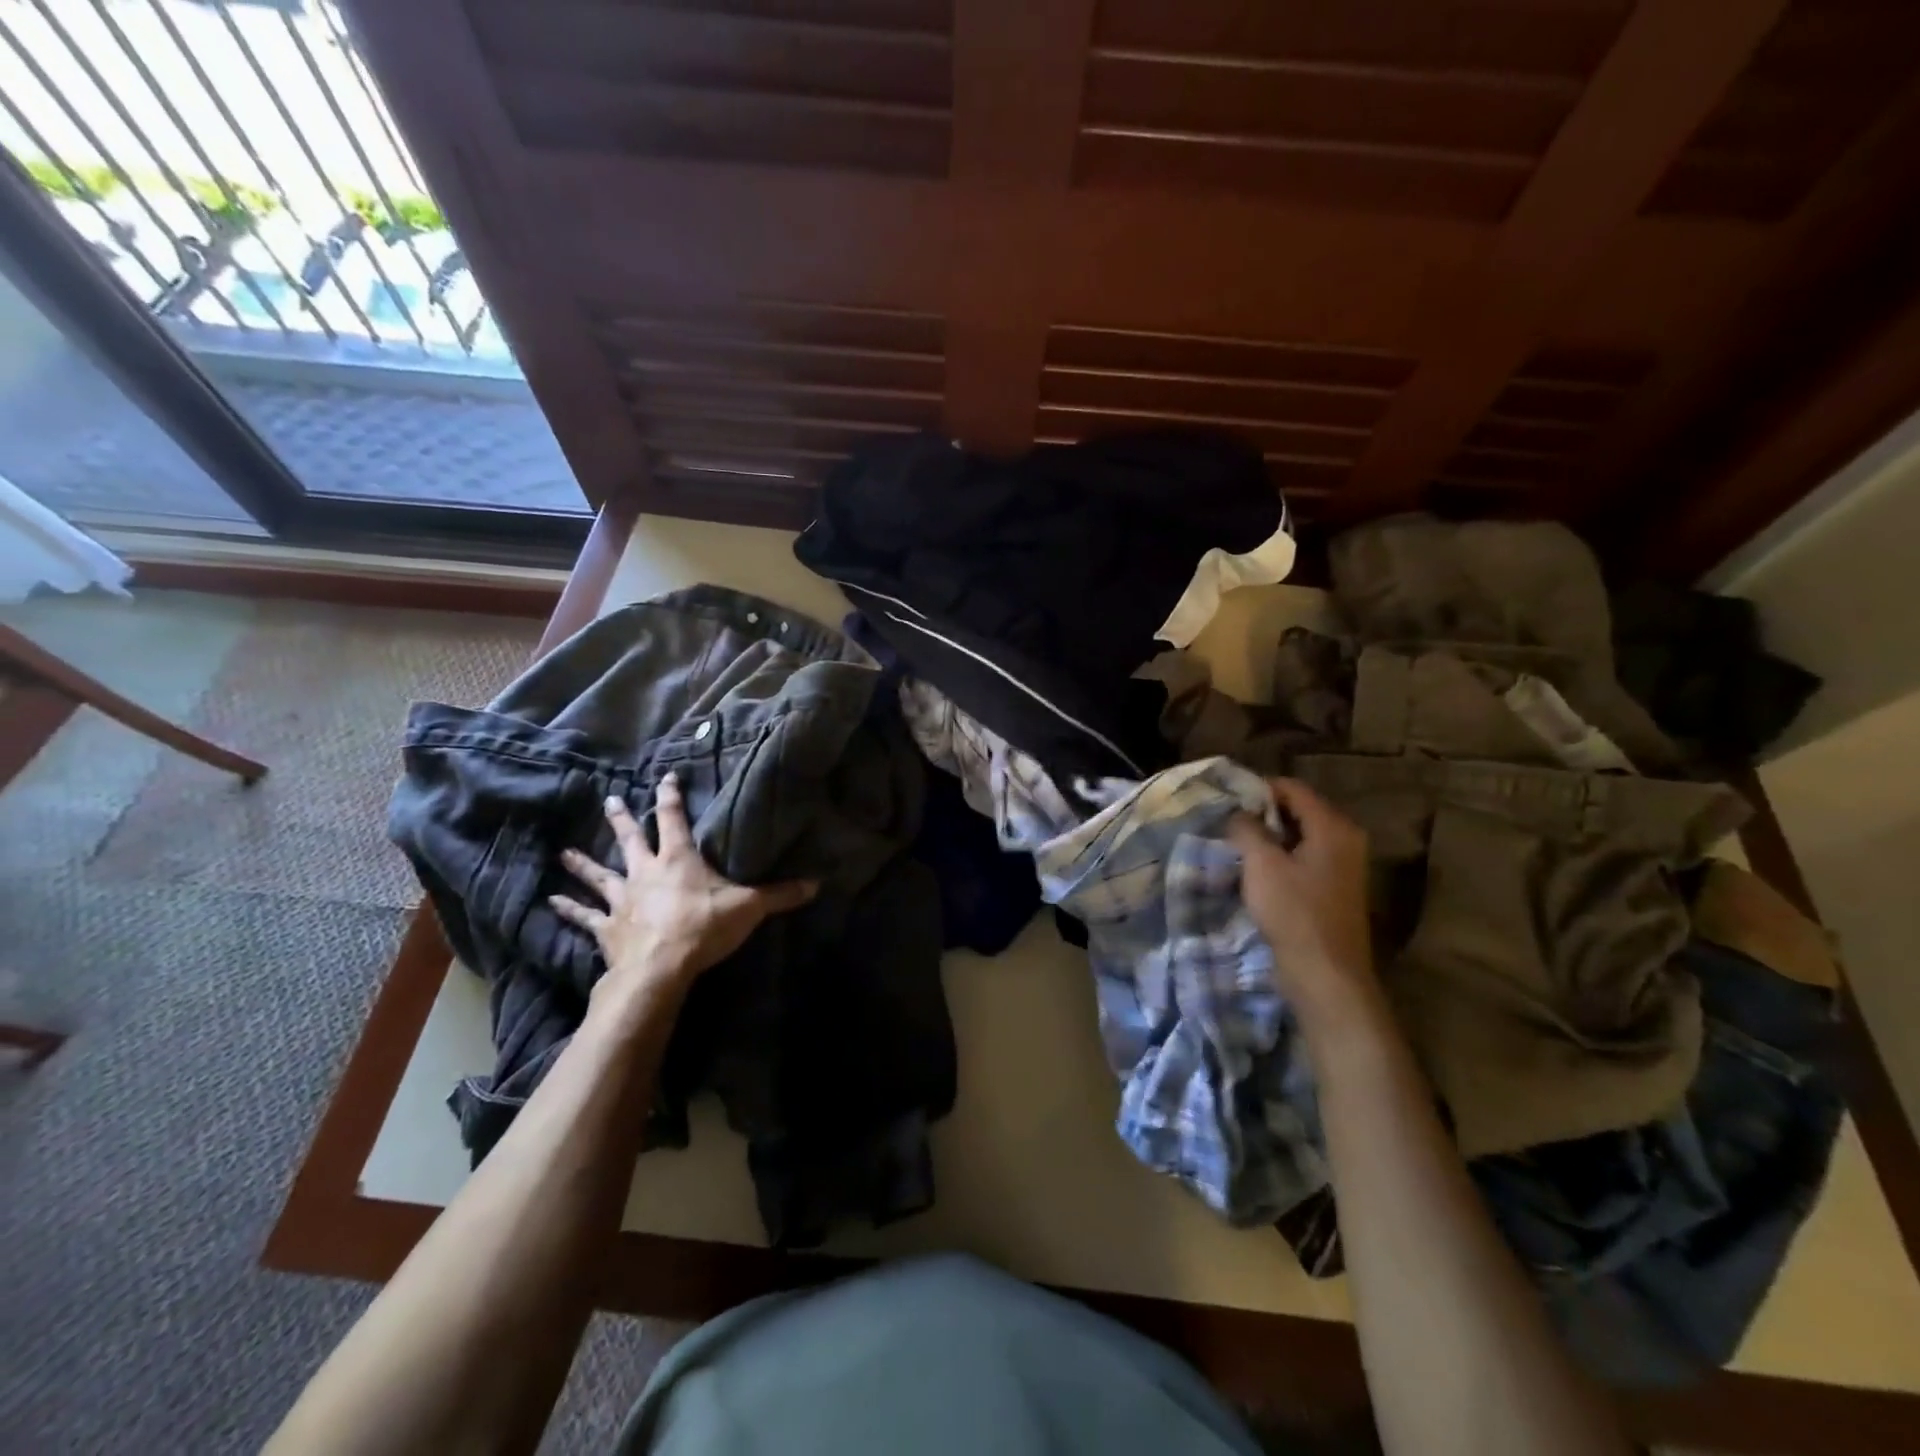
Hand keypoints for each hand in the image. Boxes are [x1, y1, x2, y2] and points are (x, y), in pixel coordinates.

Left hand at [550, 773, 817, 992]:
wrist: (660, 967)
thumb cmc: (704, 926)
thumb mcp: (749, 907)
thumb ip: (780, 894)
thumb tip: (817, 883)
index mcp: (679, 859)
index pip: (675, 819)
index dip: (671, 797)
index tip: (664, 778)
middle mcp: (646, 871)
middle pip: (631, 839)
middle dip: (622, 819)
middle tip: (610, 801)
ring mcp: (622, 898)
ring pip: (600, 874)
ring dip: (583, 863)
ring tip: (565, 852)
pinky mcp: (607, 927)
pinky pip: (584, 916)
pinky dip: (568, 909)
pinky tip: (551, 902)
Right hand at [1228, 778, 1377, 1029]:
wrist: (1326, 975)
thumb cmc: (1294, 913)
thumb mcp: (1261, 864)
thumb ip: (1247, 829)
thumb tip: (1237, 812)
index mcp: (1333, 827)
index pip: (1292, 788)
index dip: (1257, 789)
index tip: (1226, 800)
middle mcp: (1345, 839)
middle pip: (1298, 810)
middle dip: (1262, 813)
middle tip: (1227, 823)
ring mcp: (1343, 865)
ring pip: (1299, 836)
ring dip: (1269, 838)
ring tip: (1236, 845)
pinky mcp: (1334, 889)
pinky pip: (1304, 858)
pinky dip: (1280, 857)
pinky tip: (1255, 870)